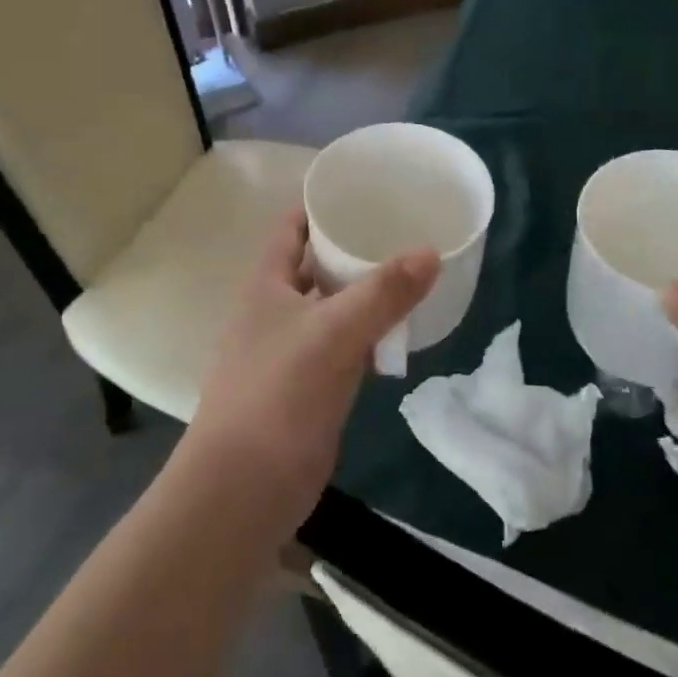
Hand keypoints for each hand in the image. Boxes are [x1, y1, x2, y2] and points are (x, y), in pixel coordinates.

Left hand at [185, 209, 438, 530]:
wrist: (245, 487)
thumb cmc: (280, 393)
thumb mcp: (335, 333)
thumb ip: (384, 292)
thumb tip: (432, 252)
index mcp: (266, 285)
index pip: (291, 228)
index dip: (320, 205)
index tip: (363, 189)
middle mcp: (273, 311)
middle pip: (315, 266)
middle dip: (352, 249)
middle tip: (402, 230)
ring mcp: (289, 352)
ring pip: (331, 309)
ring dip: (363, 295)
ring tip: (410, 274)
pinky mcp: (307, 388)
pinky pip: (341, 348)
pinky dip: (367, 337)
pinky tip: (398, 334)